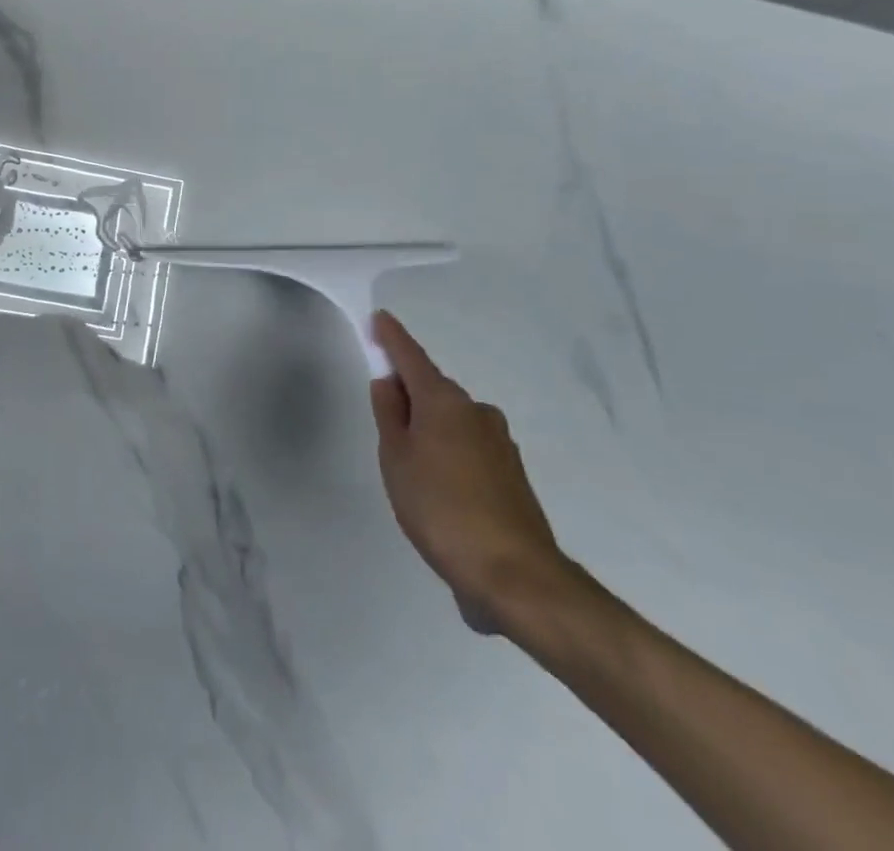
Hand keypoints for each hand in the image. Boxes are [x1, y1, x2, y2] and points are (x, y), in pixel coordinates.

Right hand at [369, 311, 574, 635]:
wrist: (515, 575)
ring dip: (430, 430)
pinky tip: (440, 492)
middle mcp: (476, 412)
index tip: (379, 318)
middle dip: (409, 396)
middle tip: (384, 421)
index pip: (411, 358)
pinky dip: (449, 456)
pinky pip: (469, 448)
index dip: (392, 339)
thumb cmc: (440, 508)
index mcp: (444, 402)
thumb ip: (389, 414)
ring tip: (411, 470)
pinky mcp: (512, 474)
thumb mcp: (396, 458)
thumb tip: (388, 382)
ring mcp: (499, 443)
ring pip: (452, 422)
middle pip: (433, 391)